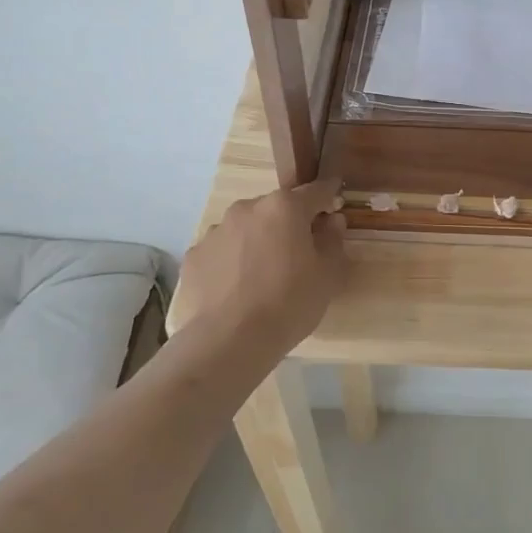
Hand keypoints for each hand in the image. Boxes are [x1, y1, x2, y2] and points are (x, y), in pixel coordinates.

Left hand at [181, 180, 345, 356]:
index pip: (315, 191)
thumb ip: (333, 241)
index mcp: (284, 207)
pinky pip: (222, 251)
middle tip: (300, 252)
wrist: (227, 341)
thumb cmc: (288, 303)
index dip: (329, 195)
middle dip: (290, 223)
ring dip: (259, 240)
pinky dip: (233, 261)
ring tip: (264, 274)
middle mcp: (248, 208)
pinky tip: (237, 288)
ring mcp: (216, 231)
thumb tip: (332, 221)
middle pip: (277, 208)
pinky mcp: (194, 255)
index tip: (337, 201)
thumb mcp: (327, 275)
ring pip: (247, 228)